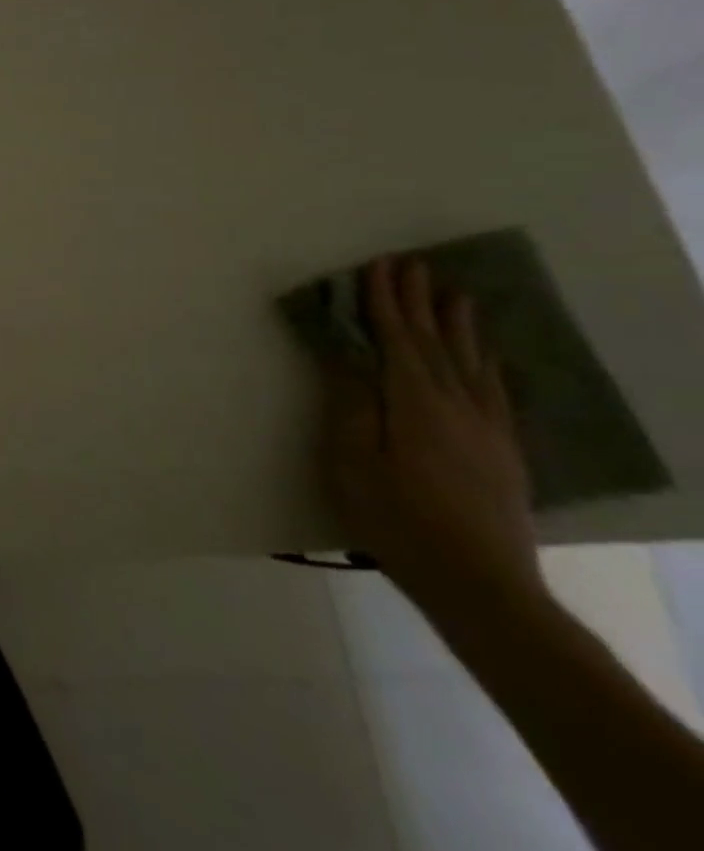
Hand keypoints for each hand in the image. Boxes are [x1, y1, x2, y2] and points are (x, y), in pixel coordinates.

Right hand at [320, 257, 543, 623]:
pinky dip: (487, 364)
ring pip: (471, 363)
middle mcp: (457, 406)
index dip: (386, 302)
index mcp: (415, 404)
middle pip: (436, 343)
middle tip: (415, 265)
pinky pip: (495, 392)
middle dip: (421, 303)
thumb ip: (351, 403)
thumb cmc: (397, 518)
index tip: (379, 266)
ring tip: (456, 295)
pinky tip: (486, 357)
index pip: (398, 339)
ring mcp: (487, 429)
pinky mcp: (503, 452)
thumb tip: (348, 353)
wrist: (480, 585)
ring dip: (459, 326)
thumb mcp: (353, 460)